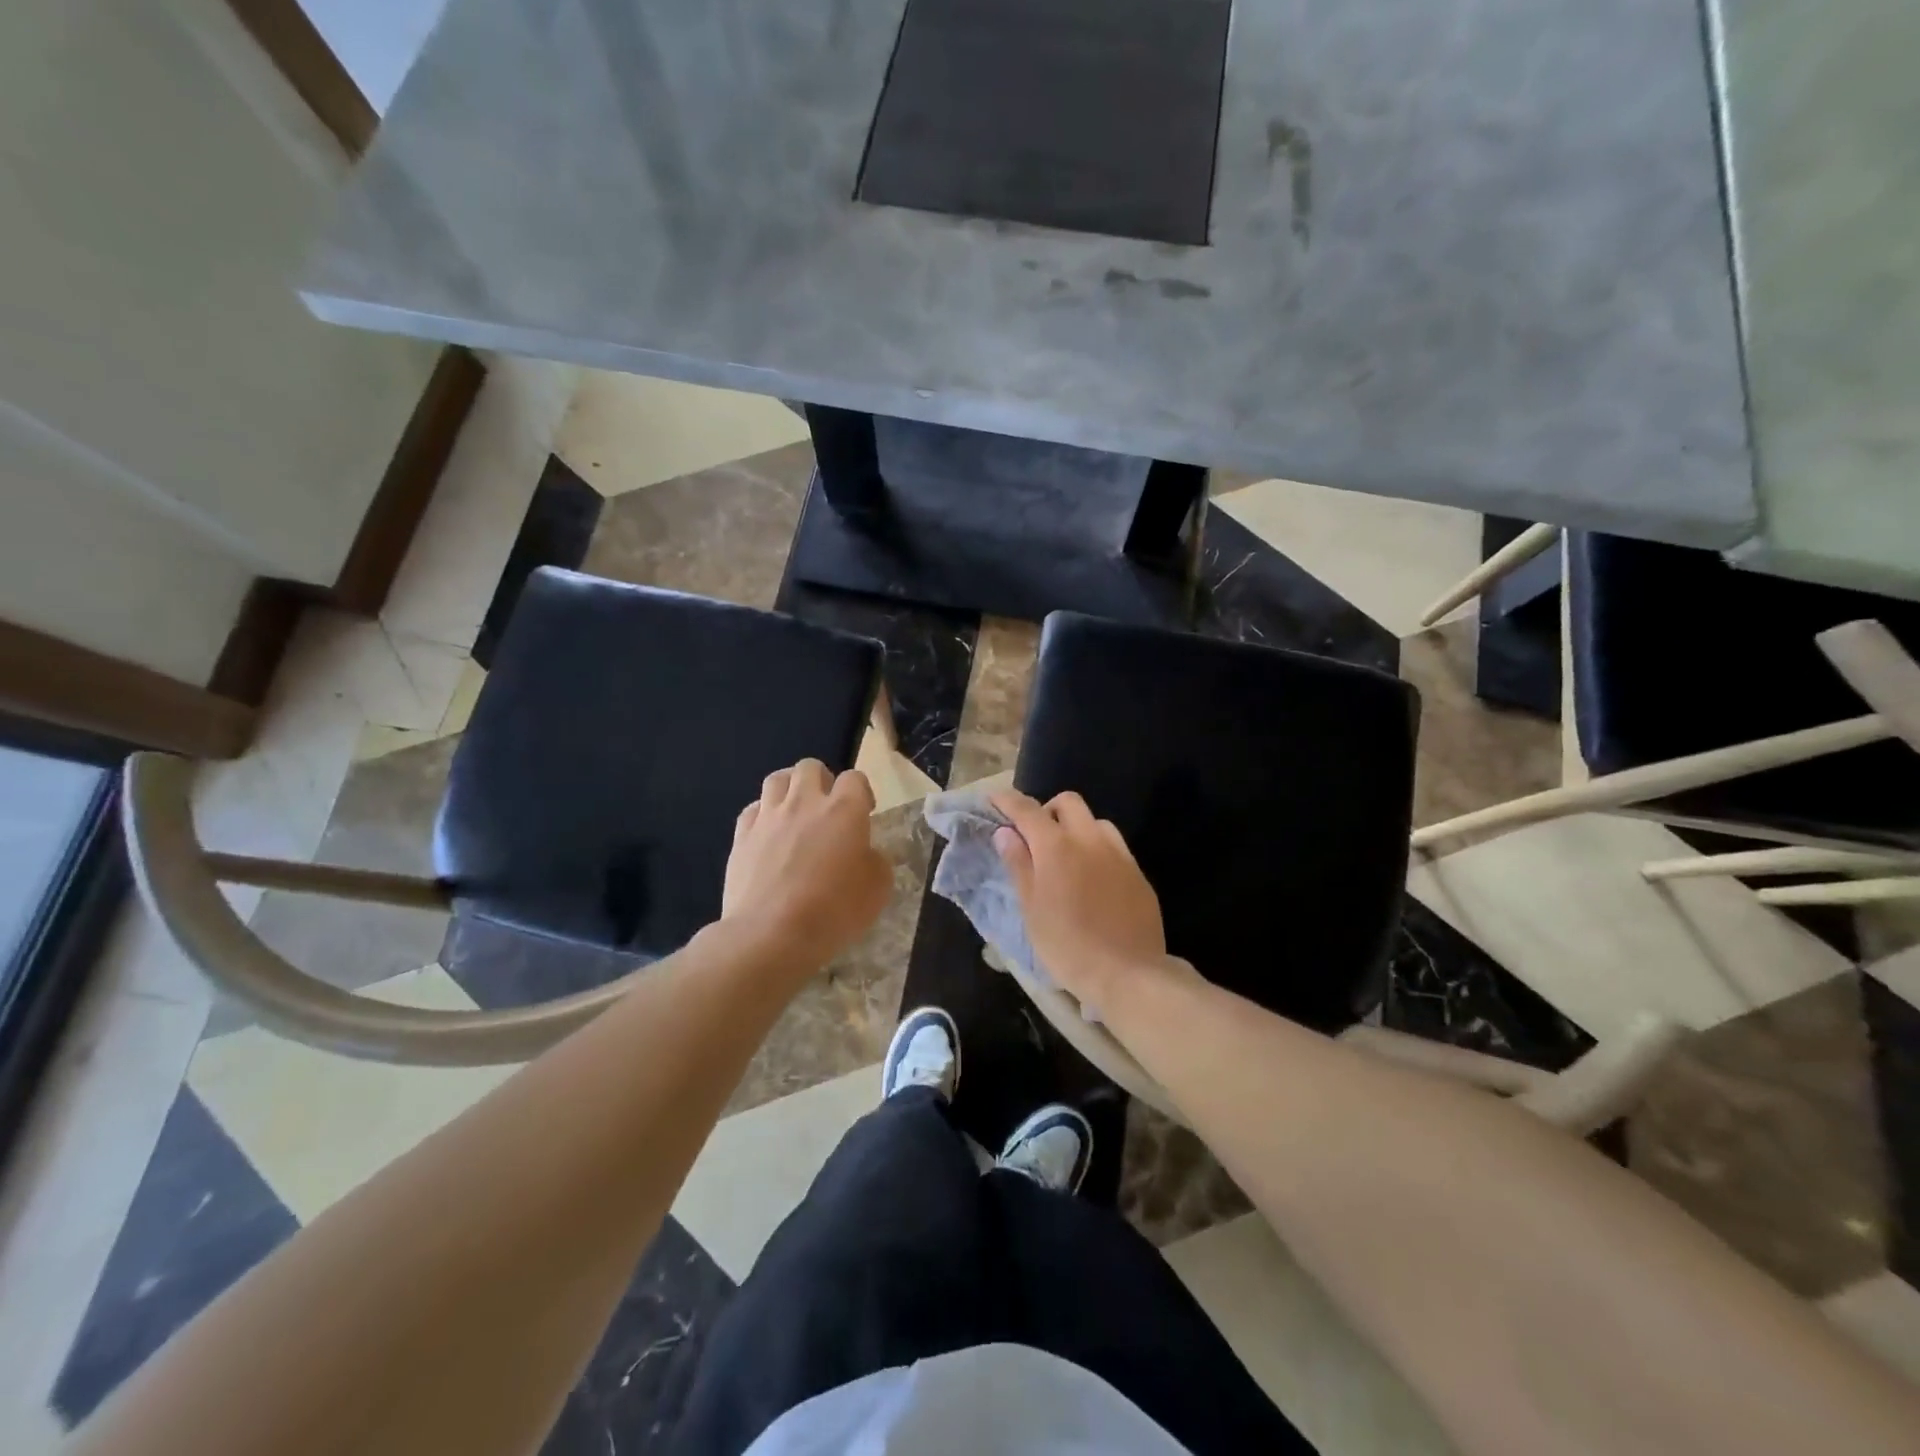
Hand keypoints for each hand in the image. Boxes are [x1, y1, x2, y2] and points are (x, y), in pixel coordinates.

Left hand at [723, 760, 890, 969]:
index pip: (855, 778)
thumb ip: (875, 861)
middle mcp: (804, 802)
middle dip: (822, 781)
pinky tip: (768, 835)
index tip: (864, 813)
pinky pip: (753, 809)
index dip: (861, 792)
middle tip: (827, 809)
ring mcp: (769, 816)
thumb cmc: (833, 911)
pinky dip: (763, 815)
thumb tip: (865, 853)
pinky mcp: (741, 836)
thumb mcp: (877, 890)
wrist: (771, 935)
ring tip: (795, 813)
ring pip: (777, 779)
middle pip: (810, 767)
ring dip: (789, 789)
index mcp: (844, 810)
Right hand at [990, 789, 1169, 1007]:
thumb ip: (1018, 865)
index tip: (992, 799)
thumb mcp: (1031, 909)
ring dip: (1076, 828)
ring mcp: (1119, 854)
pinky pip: (1114, 846)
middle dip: (1047, 809)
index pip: (1027, 810)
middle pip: (1068, 802)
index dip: (1007, 800)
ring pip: (1095, 821)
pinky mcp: (1137, 873)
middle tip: (1034, 836)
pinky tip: (1092, 878)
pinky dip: (1096, 849)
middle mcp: (1090, 840)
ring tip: (1066, 857)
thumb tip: (1005, 833)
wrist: (1128, 974)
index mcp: (1057, 847)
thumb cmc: (1067, 946)